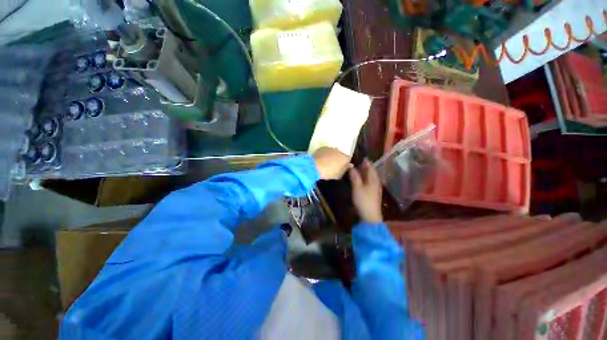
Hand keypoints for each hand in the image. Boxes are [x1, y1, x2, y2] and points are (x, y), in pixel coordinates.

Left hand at [313, 147, 351, 179]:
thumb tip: (349, 165)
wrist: (315, 166)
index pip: (347, 160)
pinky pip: (325, 152)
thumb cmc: (329, 173)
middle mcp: (339, 151)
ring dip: (331, 156)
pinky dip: (324, 155)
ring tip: (326, 163)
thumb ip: (344, 169)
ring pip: (332, 152)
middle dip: (337, 159)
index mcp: (345, 158)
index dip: (344, 164)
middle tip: (333, 166)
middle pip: (340, 155)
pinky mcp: (322, 148)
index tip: (341, 169)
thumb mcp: (338, 175)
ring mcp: (330, 148)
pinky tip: (321, 160)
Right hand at [349, 159, 382, 223]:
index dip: (366, 161)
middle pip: (371, 171)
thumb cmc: (363, 200)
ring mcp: (376, 188)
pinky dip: (365, 178)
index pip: (370, 167)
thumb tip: (350, 165)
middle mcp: (376, 182)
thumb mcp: (357, 187)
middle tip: (358, 162)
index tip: (360, 156)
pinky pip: (370, 182)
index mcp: (373, 179)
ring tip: (358, 169)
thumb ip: (354, 176)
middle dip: (365, 166)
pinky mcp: (373, 193)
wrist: (370, 216)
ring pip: (370, 177)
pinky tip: (361, 179)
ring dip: (365, 172)